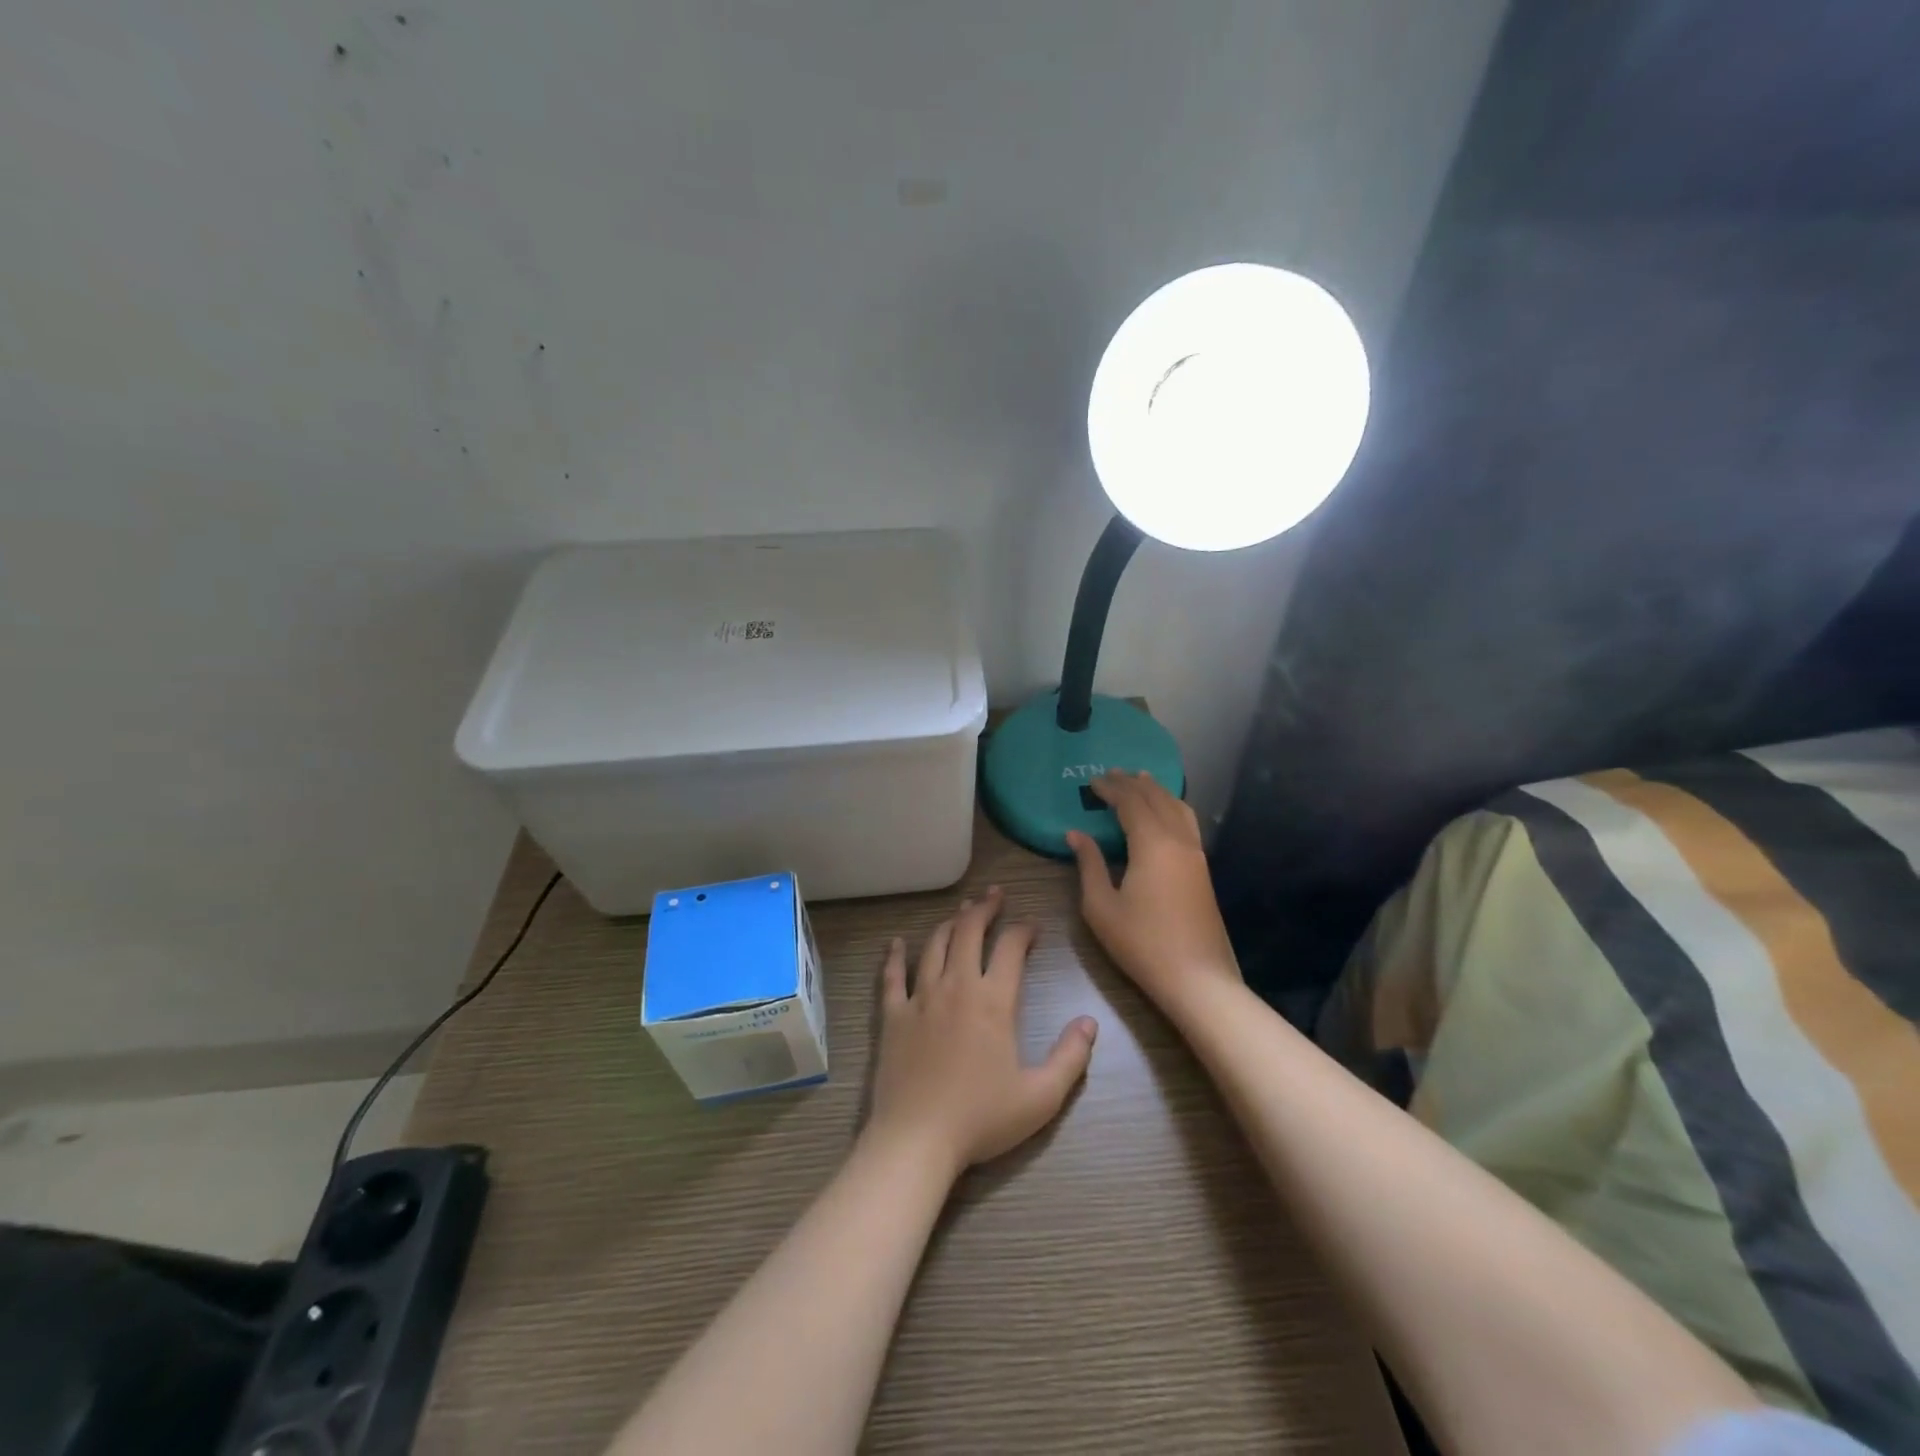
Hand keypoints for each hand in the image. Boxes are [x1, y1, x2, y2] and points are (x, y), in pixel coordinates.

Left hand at [866, 887, 1097, 1177]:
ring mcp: (920, 998)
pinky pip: (893, 976)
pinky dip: (895, 956)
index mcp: (993, 1001)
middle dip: (984, 908)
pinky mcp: (893, 1015)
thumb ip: (1070, 1057)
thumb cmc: (981, 1119)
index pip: (1011, 948)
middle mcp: (956, 986)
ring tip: (960, 912)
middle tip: (994, 895)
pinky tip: (896, 944)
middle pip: (968, 931)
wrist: (917, 1139)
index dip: (1023, 930)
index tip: (1032, 927)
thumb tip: (1090, 1022)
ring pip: (934, 945)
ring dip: (949, 923)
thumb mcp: (1041, 1097)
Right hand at [1067, 771, 1241, 1012]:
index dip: (1111, 788)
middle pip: (1157, 798)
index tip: (1093, 781)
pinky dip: (1171, 807)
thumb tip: (1076, 835)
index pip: (1131, 802)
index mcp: (1152, 844)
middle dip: (1133, 783)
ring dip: (1157, 791)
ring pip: (1178, 808)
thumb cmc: (1142, 943)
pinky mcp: (1203, 870)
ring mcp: (1196, 854)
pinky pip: (1187, 823)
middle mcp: (1178, 840)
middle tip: (1112, 774)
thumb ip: (1089, 865)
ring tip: (1141, 781)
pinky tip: (1164, 814)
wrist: (1197, 978)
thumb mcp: (1101, 906)